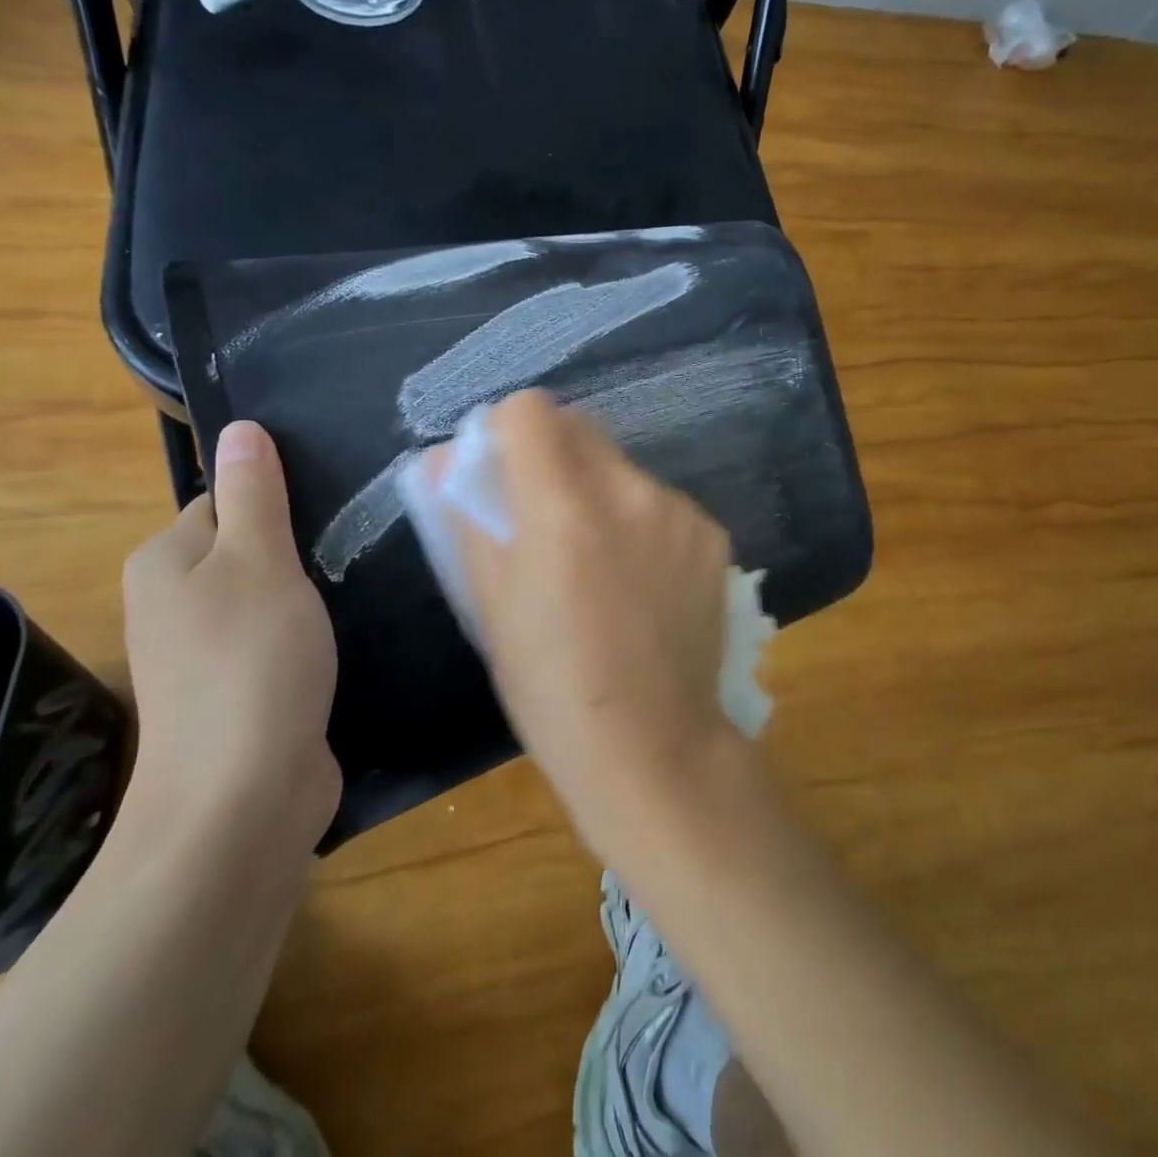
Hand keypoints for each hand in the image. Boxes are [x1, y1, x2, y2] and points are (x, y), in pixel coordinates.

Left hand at [122, 421, 340, 846]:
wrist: (243, 798)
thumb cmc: (250, 660)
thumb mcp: (259, 560)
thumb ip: (253, 494)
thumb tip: (240, 428)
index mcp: (166, 561)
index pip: (224, 501)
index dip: (276, 501)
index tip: (328, 510)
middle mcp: (175, 605)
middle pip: (246, 549)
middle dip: (298, 548)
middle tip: (352, 548)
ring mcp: (207, 656)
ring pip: (269, 598)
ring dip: (309, 594)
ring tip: (357, 588)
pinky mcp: (241, 695)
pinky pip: (279, 642)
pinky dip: (310, 637)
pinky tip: (346, 640)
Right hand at [430, 391, 733, 856]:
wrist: (653, 746)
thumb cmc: (551, 686)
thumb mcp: (490, 605)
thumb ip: (466, 518)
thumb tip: (444, 460)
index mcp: (562, 507)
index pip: (531, 410)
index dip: (508, 430)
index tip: (503, 470)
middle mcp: (628, 491)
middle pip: (580, 427)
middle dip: (553, 454)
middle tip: (546, 516)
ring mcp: (679, 511)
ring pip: (622, 466)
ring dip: (599, 488)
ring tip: (599, 560)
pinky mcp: (712, 534)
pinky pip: (661, 501)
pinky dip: (642, 520)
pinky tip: (642, 579)